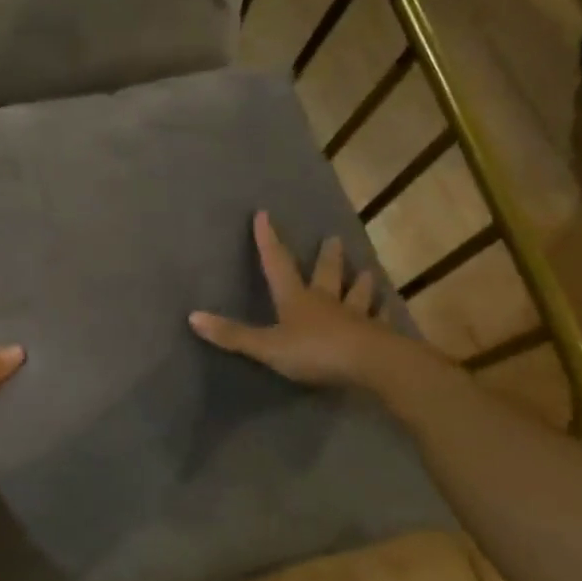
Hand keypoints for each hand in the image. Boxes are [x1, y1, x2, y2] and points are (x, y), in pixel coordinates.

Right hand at [189, 211, 404, 389]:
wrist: (372, 365)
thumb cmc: (315, 352)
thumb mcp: (267, 346)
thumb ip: (233, 334)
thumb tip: (192, 316)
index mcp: (296, 299)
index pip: (277, 264)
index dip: (269, 240)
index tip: (265, 215)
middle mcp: (326, 301)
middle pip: (326, 274)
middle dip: (327, 257)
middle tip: (333, 238)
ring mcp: (356, 317)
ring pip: (357, 294)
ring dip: (360, 283)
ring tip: (367, 271)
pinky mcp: (378, 336)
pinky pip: (380, 321)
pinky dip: (383, 314)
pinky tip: (389, 310)